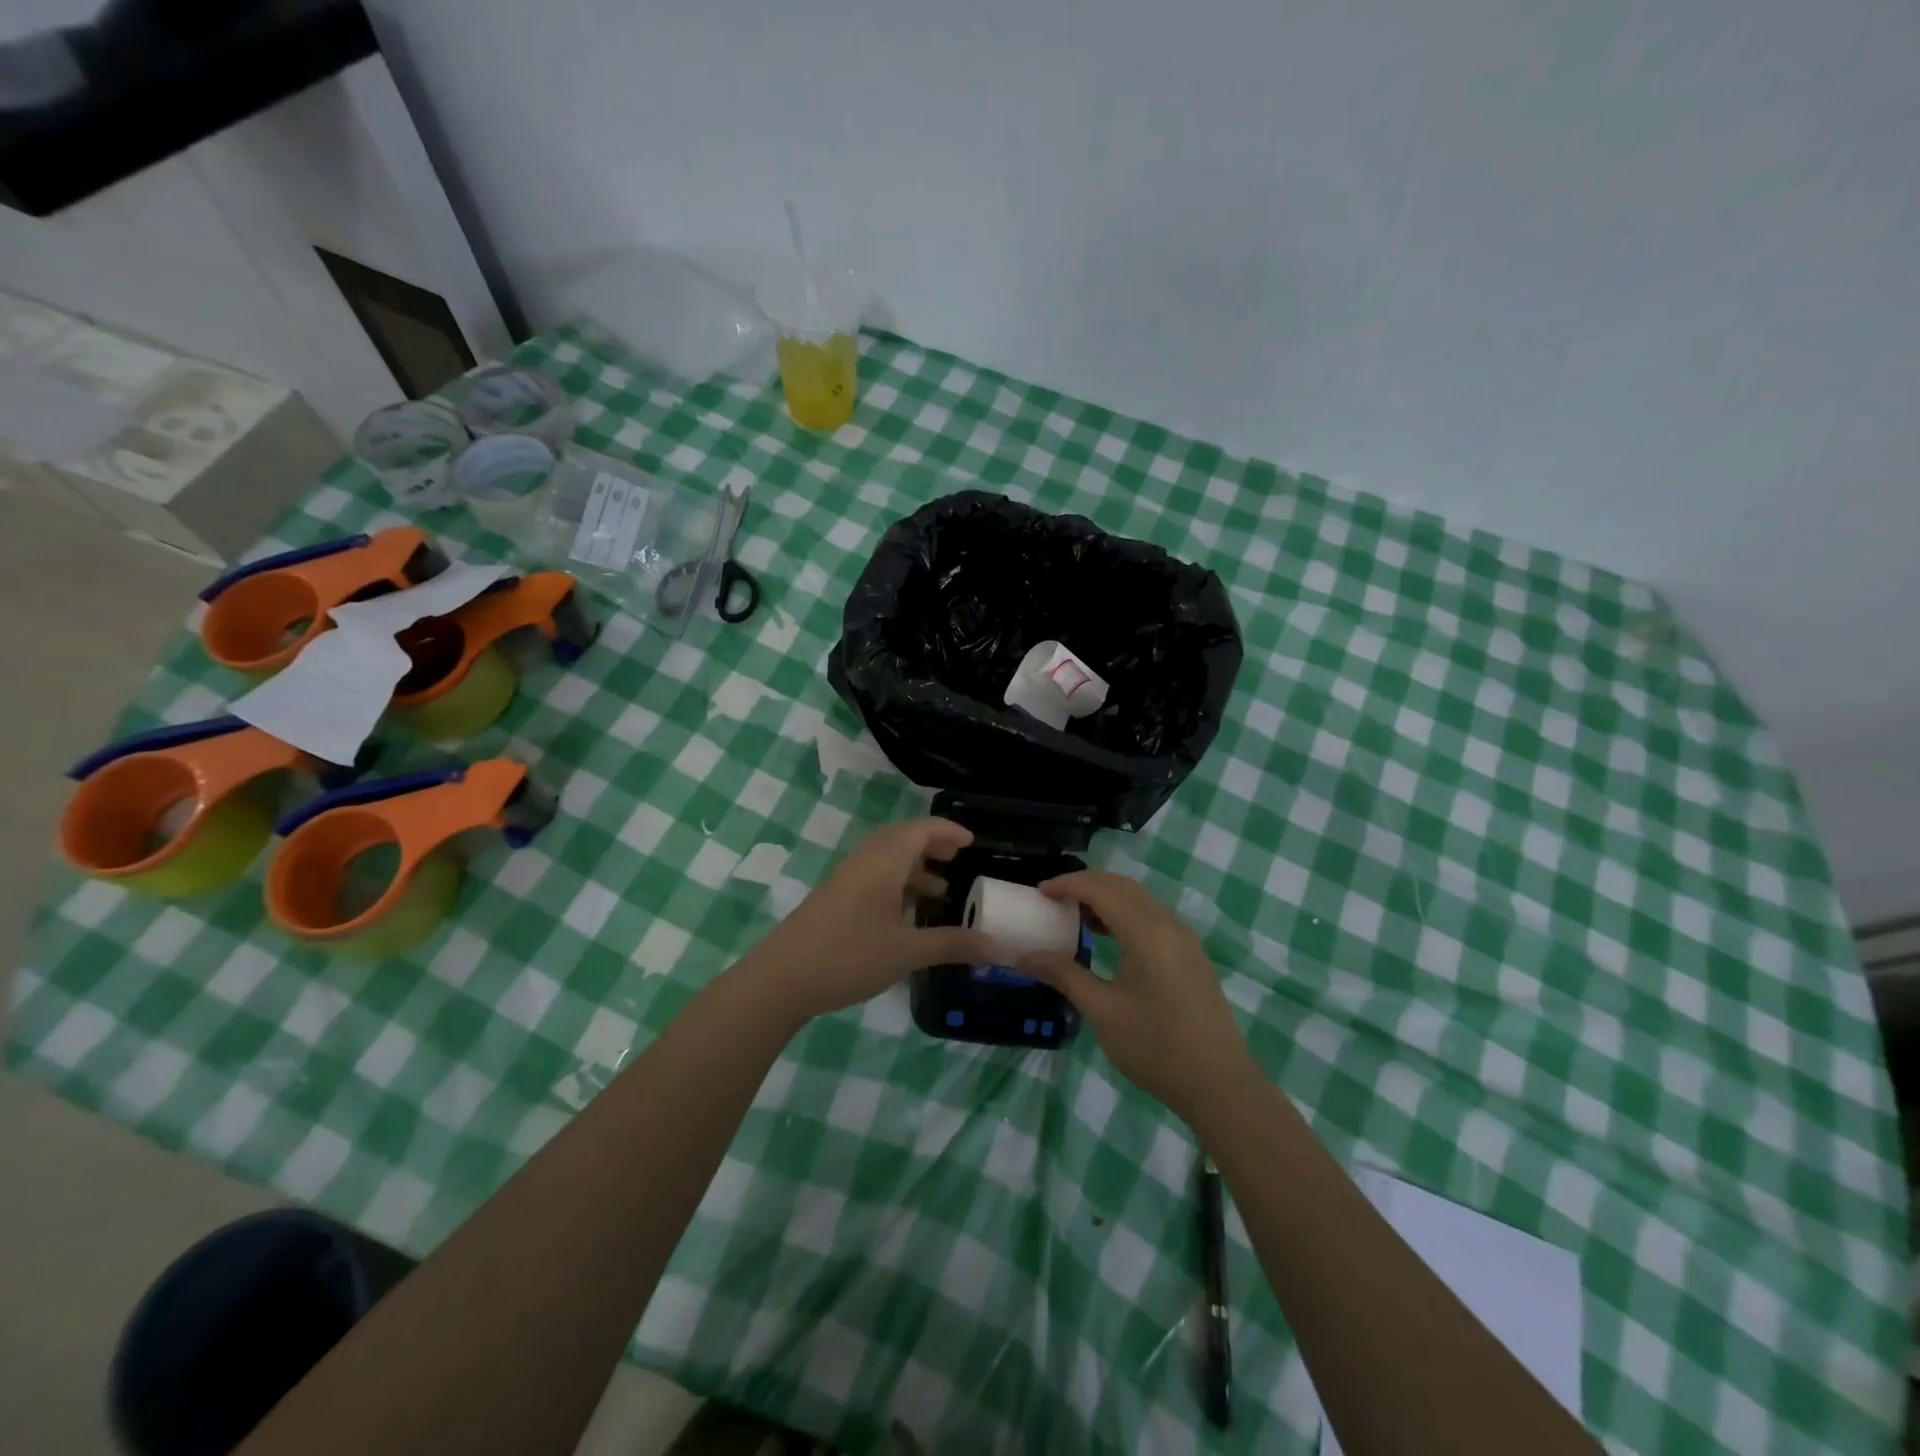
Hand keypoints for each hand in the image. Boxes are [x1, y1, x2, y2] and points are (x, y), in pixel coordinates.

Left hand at [747, 818, 998, 1021]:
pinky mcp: (833, 898)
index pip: (920, 830)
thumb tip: (996, 947)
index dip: (947, 830)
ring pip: (885, 858)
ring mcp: (845, 879)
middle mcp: (864, 862)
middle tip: (957, 859)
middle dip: (931, 844)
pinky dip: (895, 882)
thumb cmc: (848, 957)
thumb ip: (951, 945)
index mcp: (883, 863)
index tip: (971, 842)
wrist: (780, 979)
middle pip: (901, 838)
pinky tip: (904, 915)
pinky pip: (872, 875)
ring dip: (913, 866)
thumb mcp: (906, 953)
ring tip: (939, 891)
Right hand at [1019, 870, 1251, 1120]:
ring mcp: (1184, 938)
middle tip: (1054, 899)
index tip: (1039, 893)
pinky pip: (1153, 917)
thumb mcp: (1102, 1011)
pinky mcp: (1191, 955)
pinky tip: (1109, 938)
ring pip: (1140, 900)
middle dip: (1086, 885)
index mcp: (1146, 931)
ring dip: (1107, 898)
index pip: (1100, 889)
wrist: (1220, 1084)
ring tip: (1075, 916)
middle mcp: (1168, 924)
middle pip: (1122, 886)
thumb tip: (1026, 956)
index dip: (1068, 885)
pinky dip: (1125, 914)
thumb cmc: (1156, 1046)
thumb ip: (1064, 975)